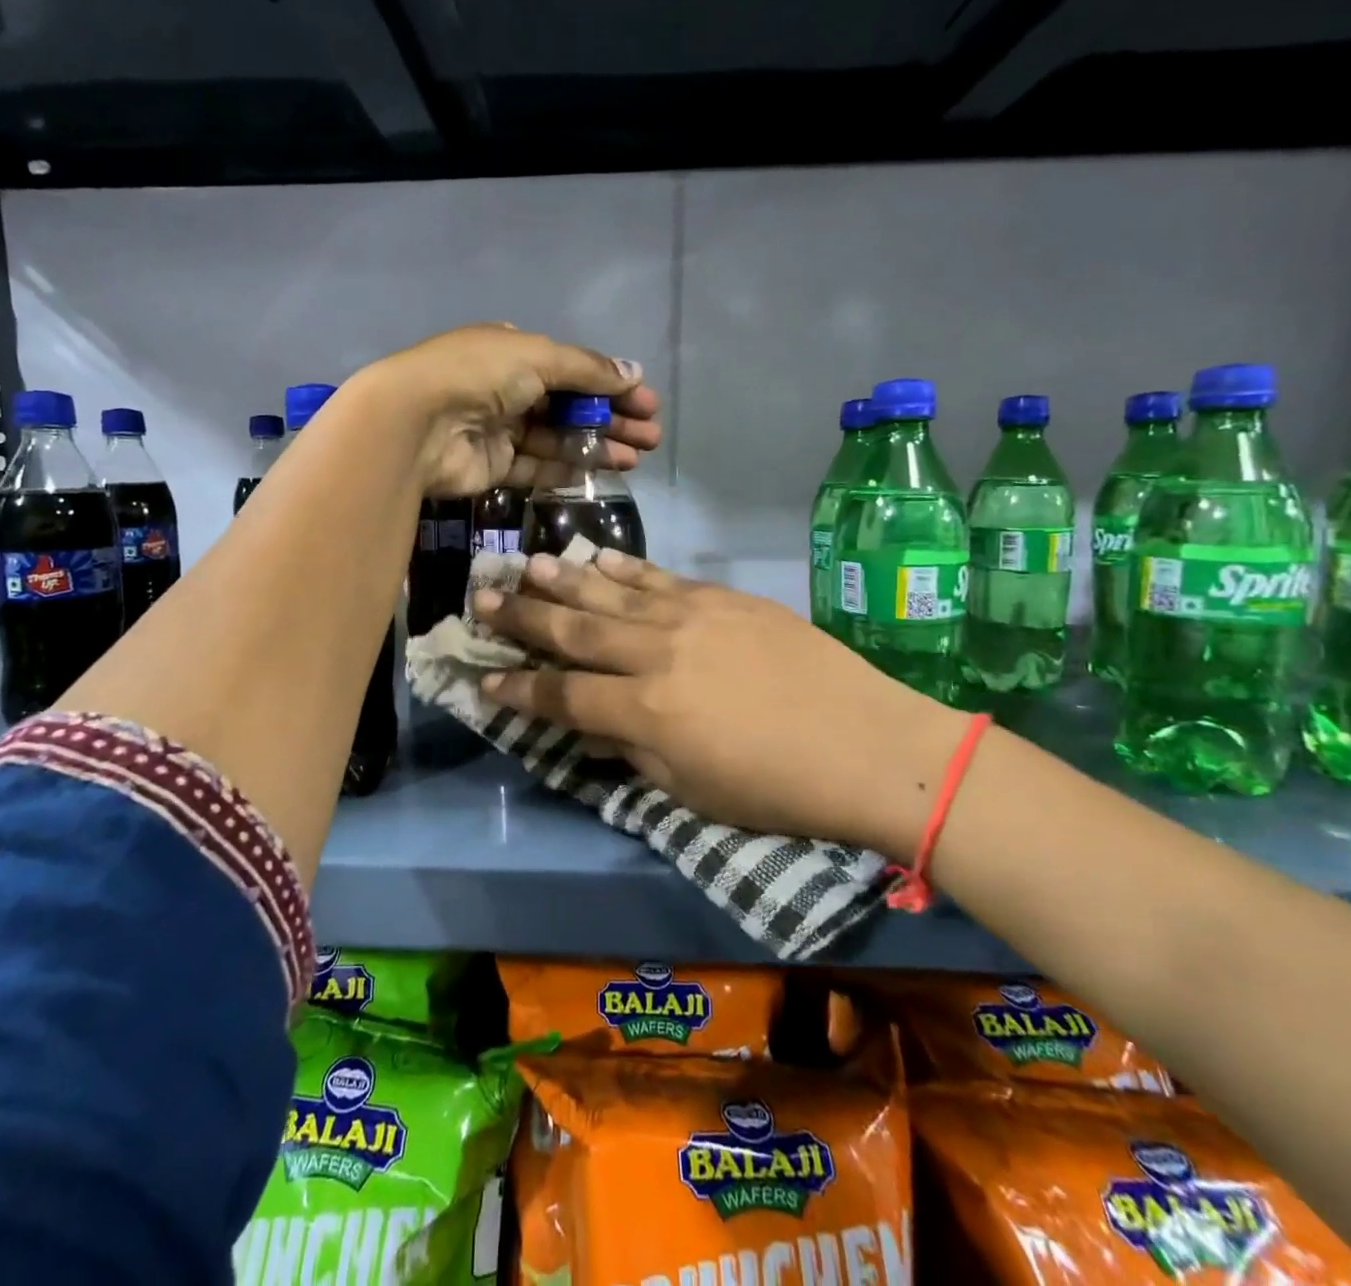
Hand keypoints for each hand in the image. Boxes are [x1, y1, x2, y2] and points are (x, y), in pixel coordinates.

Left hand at [357, 325, 661, 496]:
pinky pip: (538, 467)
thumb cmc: (480, 374)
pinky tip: (604, 470)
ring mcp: (500, 429)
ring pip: (558, 439)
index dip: (612, 385)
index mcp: (514, 352)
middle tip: (651, 437)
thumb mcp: (539, 357)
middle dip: (612, 419)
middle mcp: (507, 389)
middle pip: (570, 406)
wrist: (418, 423)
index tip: (647, 403)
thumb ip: (588, 369)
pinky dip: (570, 468)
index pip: (573, 369)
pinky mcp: (494, 466)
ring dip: (598, 445)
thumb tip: (634, 371)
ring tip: (638, 456)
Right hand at [471, 550, 965, 857]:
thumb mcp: (691, 791)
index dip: (518, 688)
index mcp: (645, 712)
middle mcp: (656, 654)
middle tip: (482, 598)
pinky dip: (622, 569)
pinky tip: (597, 559)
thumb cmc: (776, 788)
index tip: (483, 675)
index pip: (562, 695)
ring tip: (525, 565)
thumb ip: (631, 750)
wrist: (868, 743)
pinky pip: (658, 578)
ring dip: (563, 580)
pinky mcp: (721, 598)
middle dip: (523, 617)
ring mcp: (690, 617)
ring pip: (610, 594)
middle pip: (574, 632)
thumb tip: (592, 724)